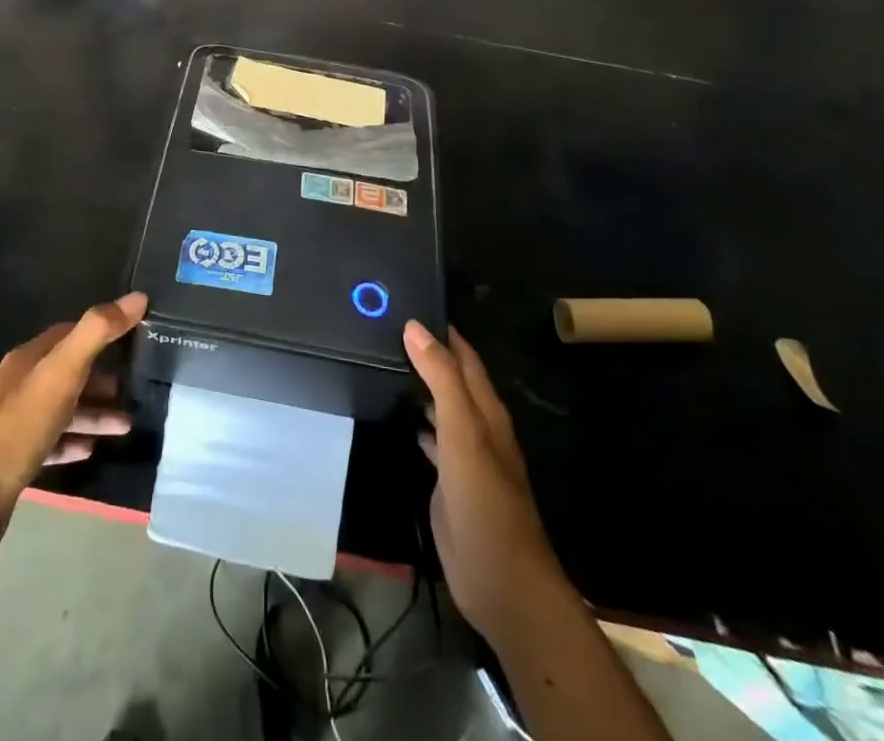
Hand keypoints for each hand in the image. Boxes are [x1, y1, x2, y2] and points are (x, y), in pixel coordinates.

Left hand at [0, 293, 146, 564]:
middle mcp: (19, 385)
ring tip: (126, 425)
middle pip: (67, 372)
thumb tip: (137, 297)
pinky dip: (74, 442)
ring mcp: (14, 424)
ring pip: (62, 409)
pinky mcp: (14, 460)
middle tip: (133, 389)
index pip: (68, 333)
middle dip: (100, 377)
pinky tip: (92, 450)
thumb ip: (98, 332)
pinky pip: (52, 443)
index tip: (133, 338)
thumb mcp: (61, 373)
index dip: (100, 332)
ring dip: (94, 413)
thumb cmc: (17, 428)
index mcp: (27, 359)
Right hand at [404, 322, 562, 647]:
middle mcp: (478, 426)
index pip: (464, 356)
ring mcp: (464, 456)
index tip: (408, 302)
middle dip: (426, 353)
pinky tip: (397, 415)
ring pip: (441, 407)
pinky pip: (432, 439)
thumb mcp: (462, 432)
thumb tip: (415, 326)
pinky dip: (416, 422)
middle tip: (385, 328)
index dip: (441, 330)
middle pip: (452, 378)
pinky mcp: (450, 481)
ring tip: (383, 362)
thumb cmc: (485, 500)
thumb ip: (441, 378)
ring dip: (420, 385)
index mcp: (486, 410)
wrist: (501, 581)